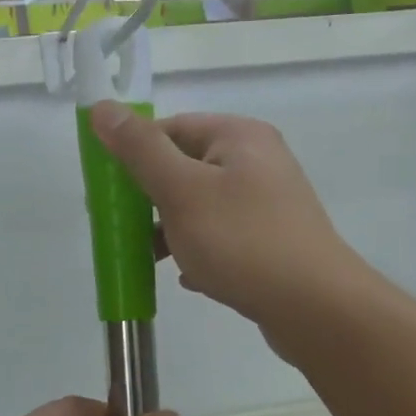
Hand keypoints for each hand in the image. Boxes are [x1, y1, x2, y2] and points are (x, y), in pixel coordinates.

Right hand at [88, 102, 364, 331]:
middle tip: (125, 229)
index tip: (108, 193)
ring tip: (152, 259)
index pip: (171, 128)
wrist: (314, 307)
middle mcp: (259, 161)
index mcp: (239, 136)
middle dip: (152, 199)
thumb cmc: (242, 241)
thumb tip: (101, 107)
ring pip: (204, 207)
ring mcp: (270, 204)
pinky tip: (190, 278)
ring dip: (173, 230)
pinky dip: (202, 252)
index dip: (134, 155)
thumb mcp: (181, 191)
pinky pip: (225, 238)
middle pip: (186, 168)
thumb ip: (139, 149)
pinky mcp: (274, 242)